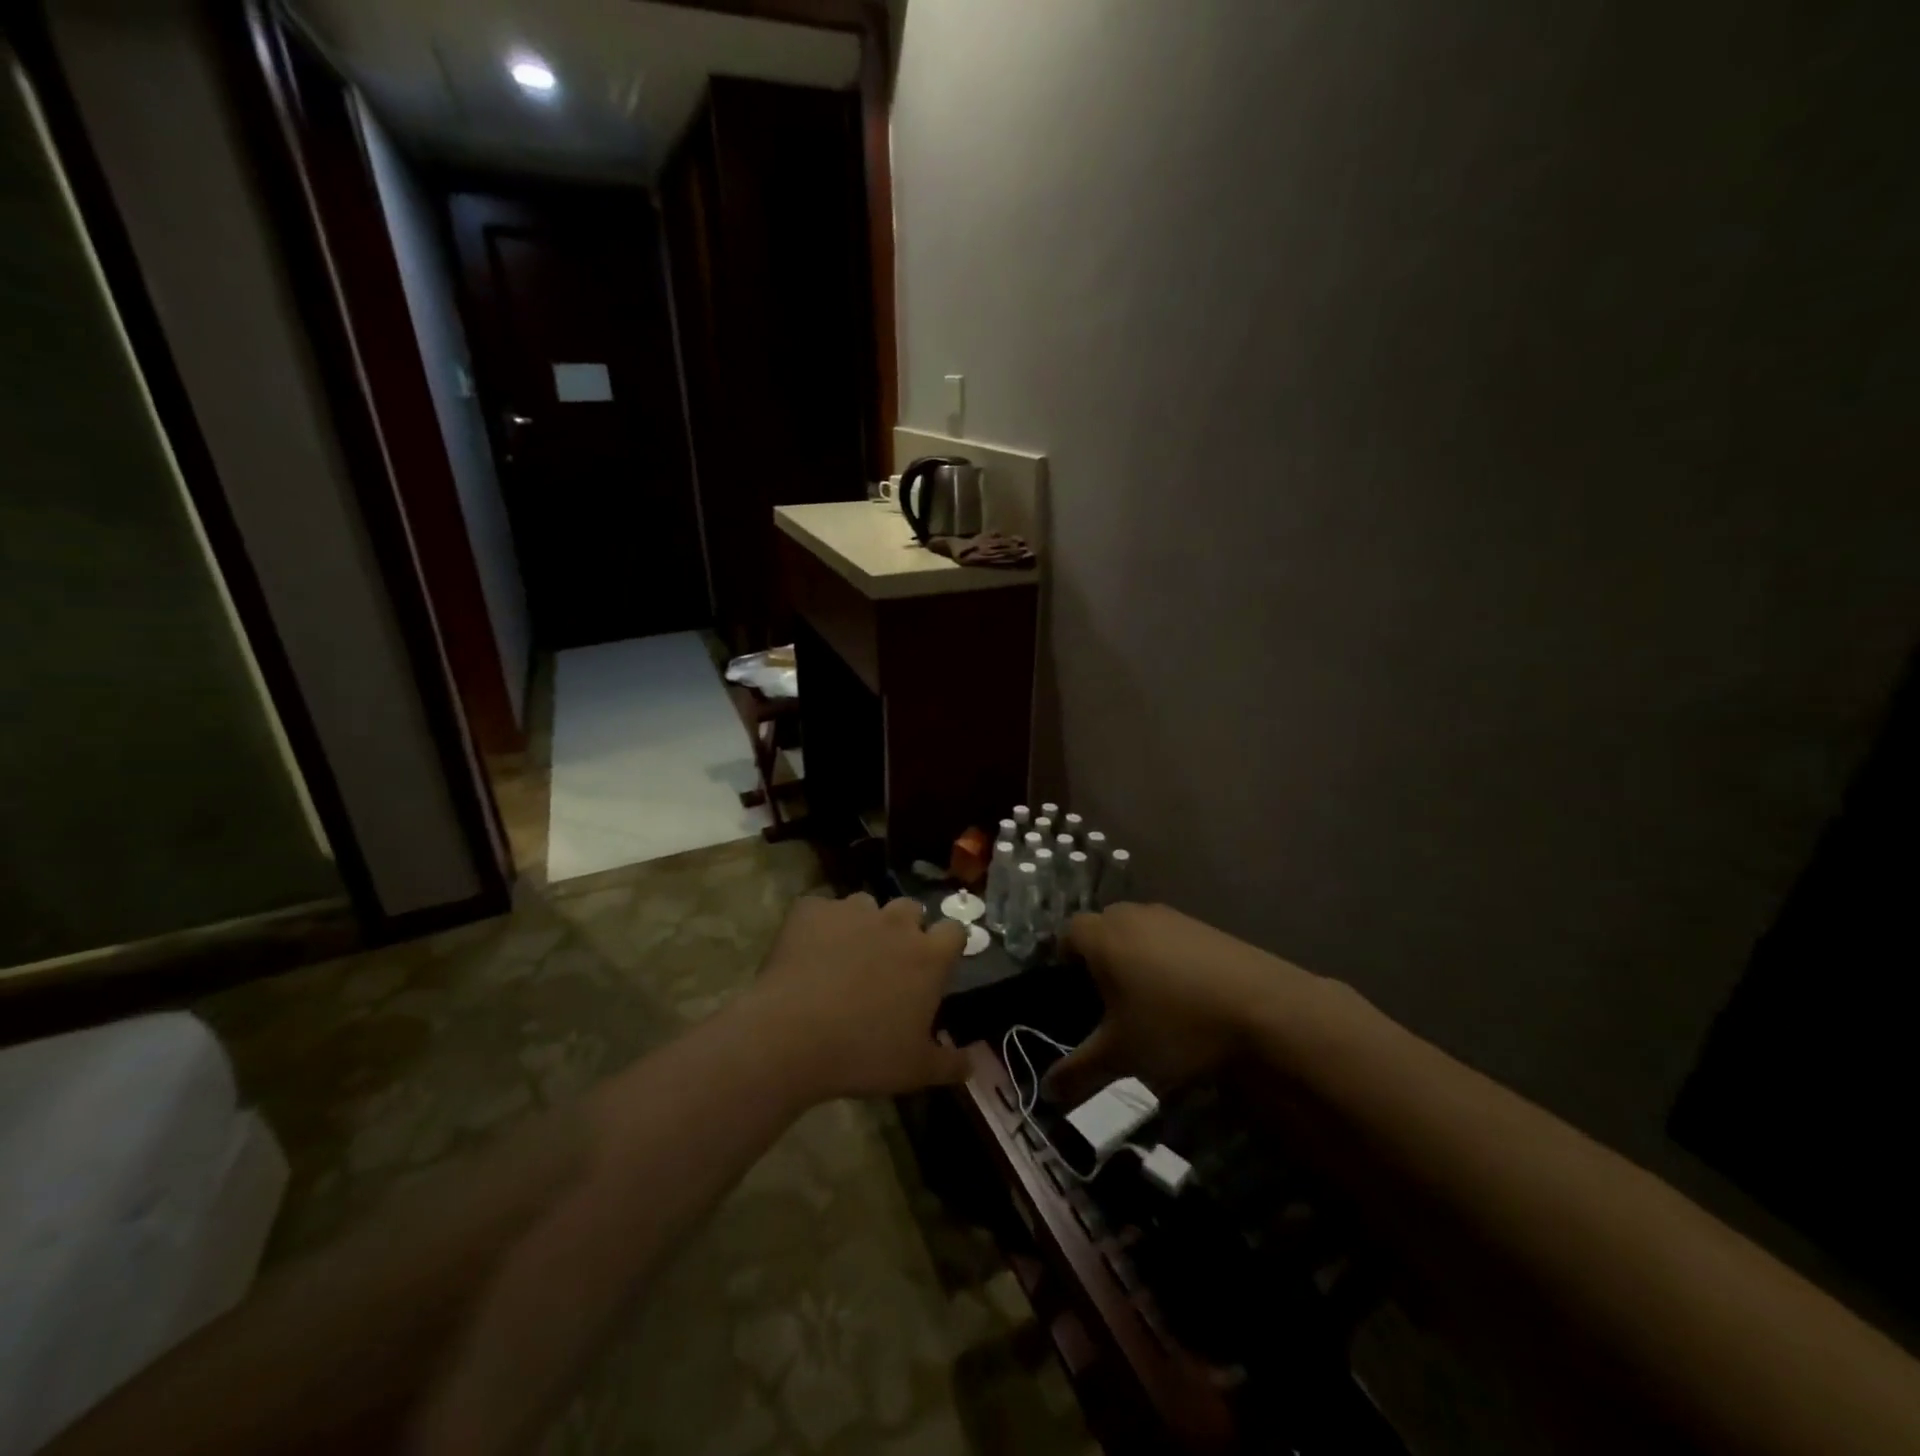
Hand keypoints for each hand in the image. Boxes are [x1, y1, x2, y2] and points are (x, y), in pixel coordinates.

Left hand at [743, 893, 969, 1101]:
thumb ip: (950, 1064)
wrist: (791, 1036)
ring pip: (866, 905)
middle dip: (905, 928)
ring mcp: (852, 911)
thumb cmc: (864, 1054)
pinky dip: (818, 925)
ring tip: (845, 955)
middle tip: (889, 961)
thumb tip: (973, 1065)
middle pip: (911, 909)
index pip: (955, 931)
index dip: (947, 944)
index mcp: (929, 956)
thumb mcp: (916, 1071)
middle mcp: (895, 923)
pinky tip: (807, 952)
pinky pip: (821, 910)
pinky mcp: (812, 910)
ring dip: (862, 924)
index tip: (937, 964)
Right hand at [1045, 902, 1317, 1105]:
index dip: (1065, 961)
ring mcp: (1174, 917)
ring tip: (1149, 1002)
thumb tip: (1046, 1092)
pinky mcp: (1207, 927)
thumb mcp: (1121, 1056)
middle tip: (1108, 1002)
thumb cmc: (1175, 1026)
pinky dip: (1169, 959)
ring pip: (1139, 931)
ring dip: (1136, 958)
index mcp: (1103, 936)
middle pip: (1103, 928)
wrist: (1266, 1009)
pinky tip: (1187, 997)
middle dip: (1100, 959)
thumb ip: (1078, 1072)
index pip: (1067, 934)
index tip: (1074, 995)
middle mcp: (1133, 915)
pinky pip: (1172, 938)